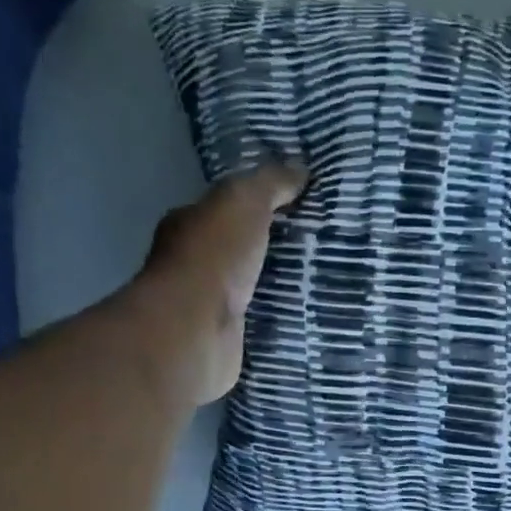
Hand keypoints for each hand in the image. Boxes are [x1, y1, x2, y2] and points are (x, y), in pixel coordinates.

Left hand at [125, 163, 307, 405]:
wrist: (196, 331)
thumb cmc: (213, 258)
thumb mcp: (244, 202)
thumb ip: (270, 183)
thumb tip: (299, 168)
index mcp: (189, 225)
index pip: (225, 210)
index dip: (258, 206)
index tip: (297, 209)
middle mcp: (193, 265)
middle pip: (239, 252)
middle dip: (270, 250)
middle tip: (317, 248)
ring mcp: (208, 307)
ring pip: (249, 291)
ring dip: (276, 288)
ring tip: (321, 283)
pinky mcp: (226, 342)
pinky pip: (258, 326)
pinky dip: (276, 321)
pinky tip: (306, 318)